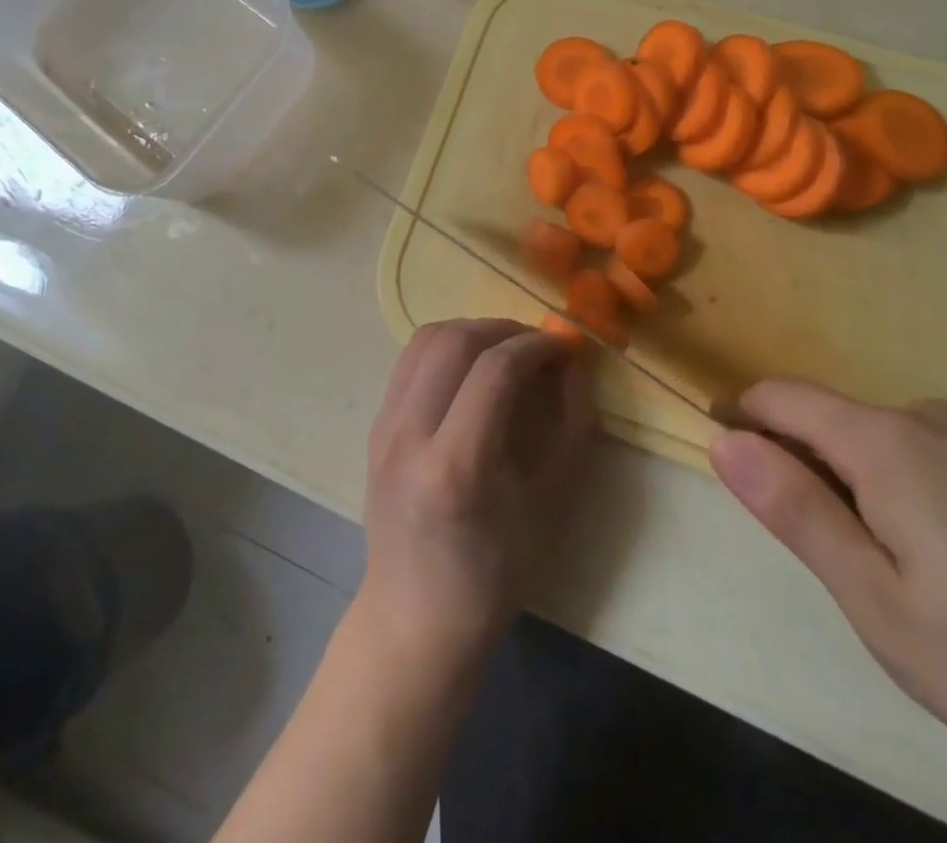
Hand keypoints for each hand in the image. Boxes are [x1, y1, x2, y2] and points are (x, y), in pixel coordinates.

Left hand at [360, 319, 597, 670]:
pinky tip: (470, 369)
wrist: (415, 618)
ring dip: (471, 330)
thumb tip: (572, 365)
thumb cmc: (493, 574)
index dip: (535, 347)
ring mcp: (384, 428)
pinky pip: (410, 361)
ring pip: (425, 339)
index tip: (562, 348)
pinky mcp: (374, 426)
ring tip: (504, 350)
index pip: (495, 370)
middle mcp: (409, 436)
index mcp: (456, 467)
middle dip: (503, 328)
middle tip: (535, 345)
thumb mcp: (551, 506)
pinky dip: (445, 348)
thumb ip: (571, 427)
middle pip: (454, 340)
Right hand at [710, 381, 946, 841]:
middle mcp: (922, 417)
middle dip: (796, 471)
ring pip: (868, 443)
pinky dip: (892, 496)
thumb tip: (721, 440)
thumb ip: (796, 512)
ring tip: (889, 584)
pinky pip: (914, 457)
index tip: (731, 483)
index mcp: (883, 440)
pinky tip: (945, 573)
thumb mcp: (884, 608)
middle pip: (821, 419)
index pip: (776, 397)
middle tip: (827, 568)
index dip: (738, 425)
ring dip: (847, 491)